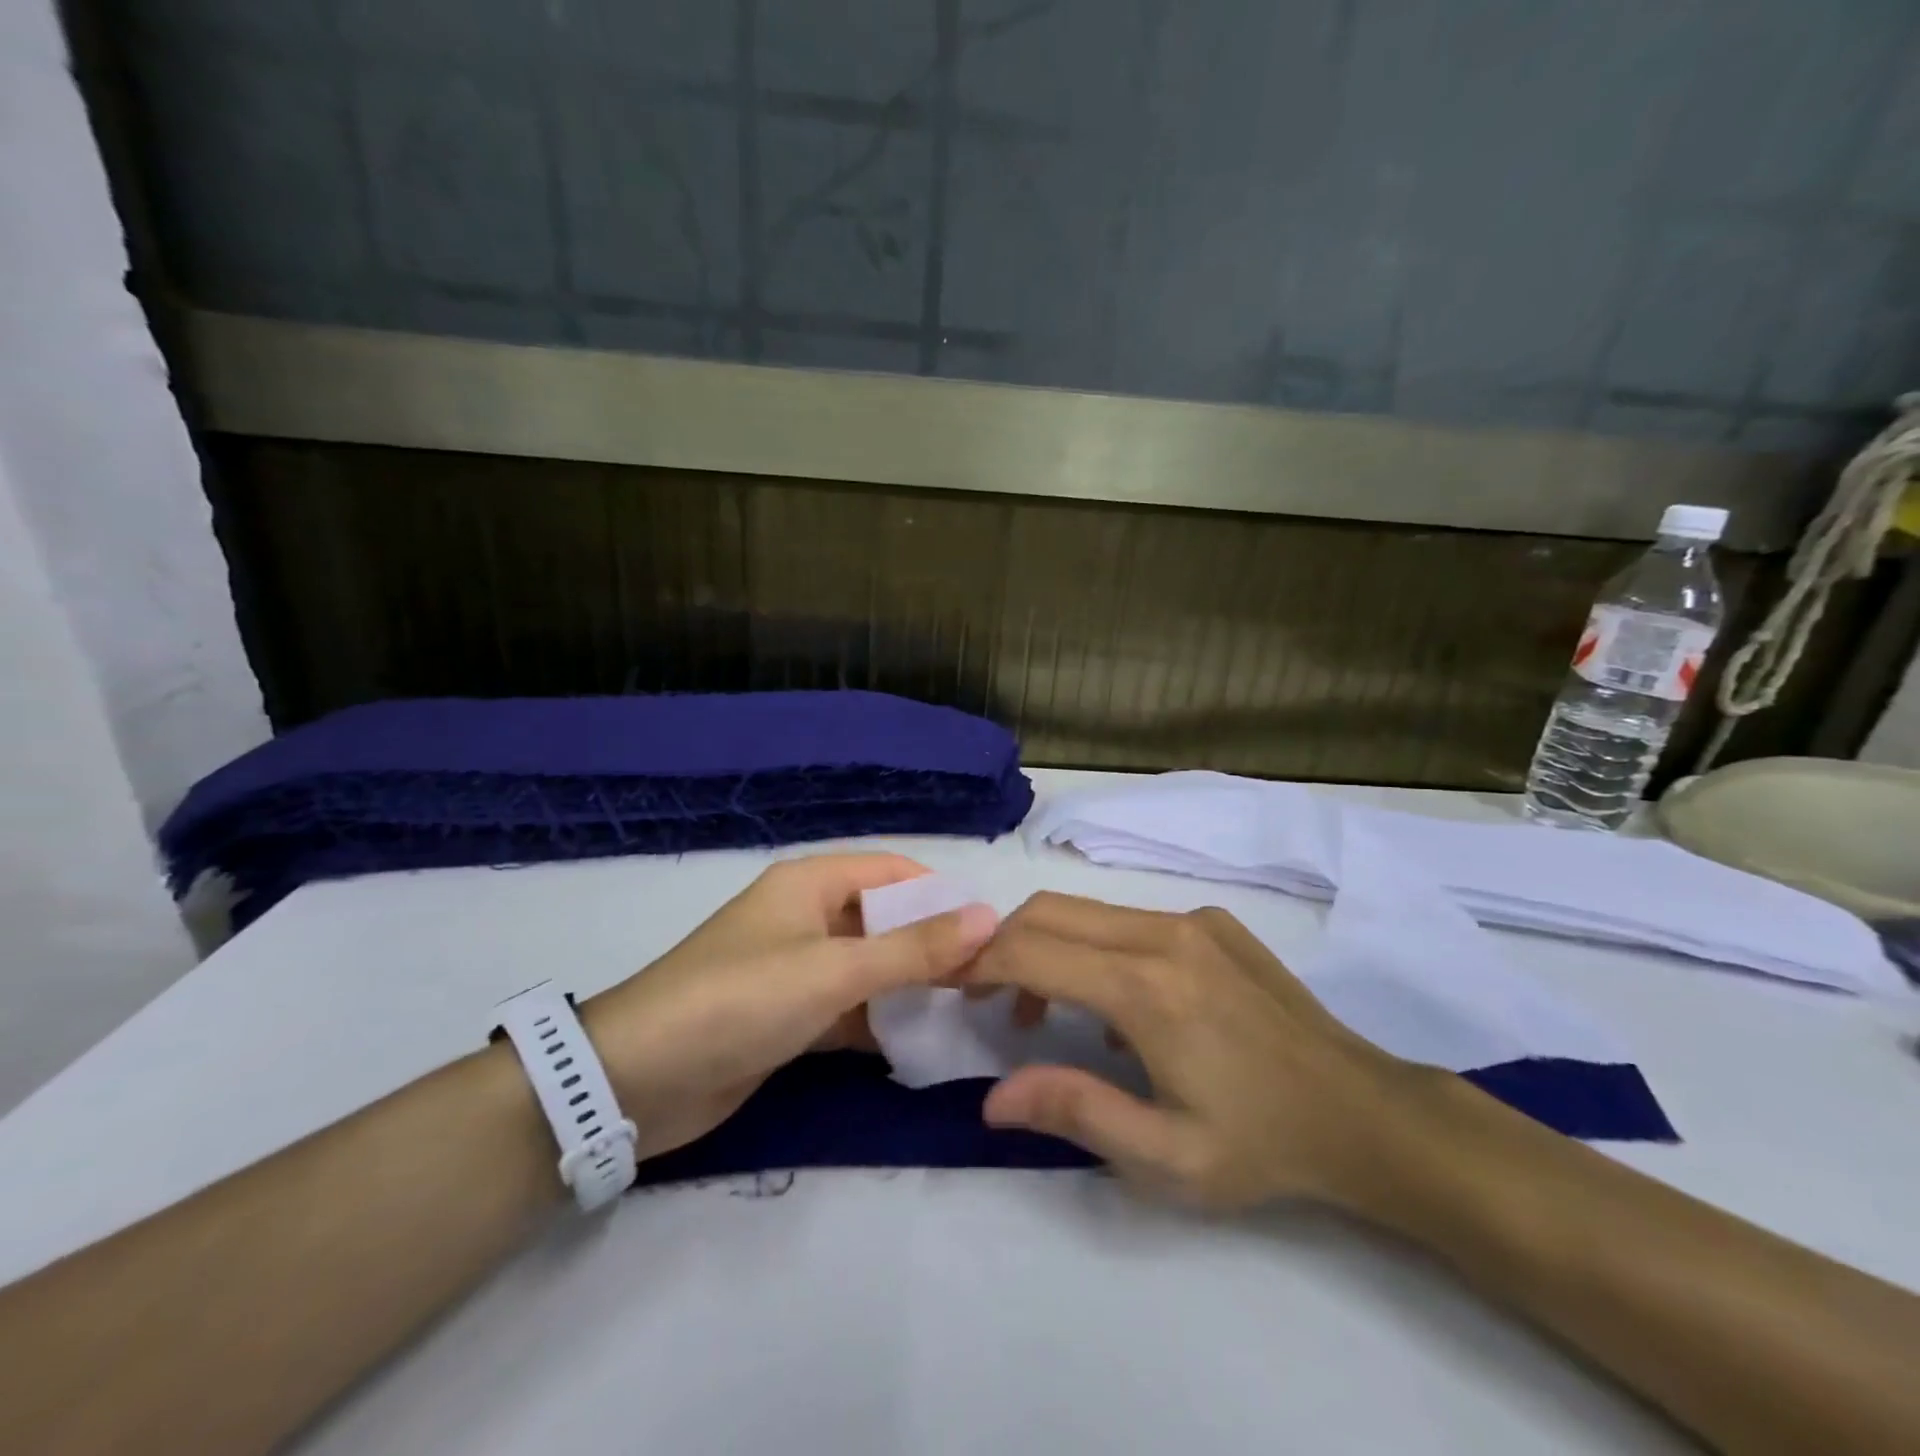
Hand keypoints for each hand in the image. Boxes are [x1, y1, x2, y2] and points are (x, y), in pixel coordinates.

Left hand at [583, 855, 995, 1160]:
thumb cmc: (741, 1000)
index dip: (941, 895)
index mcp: (811, 883)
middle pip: (884, 919)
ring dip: (909, 985)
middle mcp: (806, 917)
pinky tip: (919, 1042)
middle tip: (989, 979)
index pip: (893, 872)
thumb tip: (988, 917)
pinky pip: (848, 1008)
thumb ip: (914, 948)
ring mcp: (795, 969)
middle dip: (931, 944)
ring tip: (968, 1010)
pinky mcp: (787, 1016)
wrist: (637, 1080)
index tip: (992, 930)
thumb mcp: (834, 971)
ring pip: (869, 967)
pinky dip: (879, 1022)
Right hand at [967, 892, 1437, 1211]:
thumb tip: (994, 1096)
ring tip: (1044, 1011)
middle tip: (986, 997)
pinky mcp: (1213, 921)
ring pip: (1088, 910)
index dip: (980, 962)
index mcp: (1147, 988)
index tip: (951, 985)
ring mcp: (1192, 920)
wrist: (1364, 1112)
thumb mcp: (1165, 1156)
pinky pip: (1129, 918)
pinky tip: (1118, 1004)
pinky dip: (1094, 946)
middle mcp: (1164, 933)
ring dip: (1048, 946)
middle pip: (1051, 910)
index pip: (1033, 949)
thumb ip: (1074, 1112)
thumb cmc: (1261, 1144)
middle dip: (1002, 943)